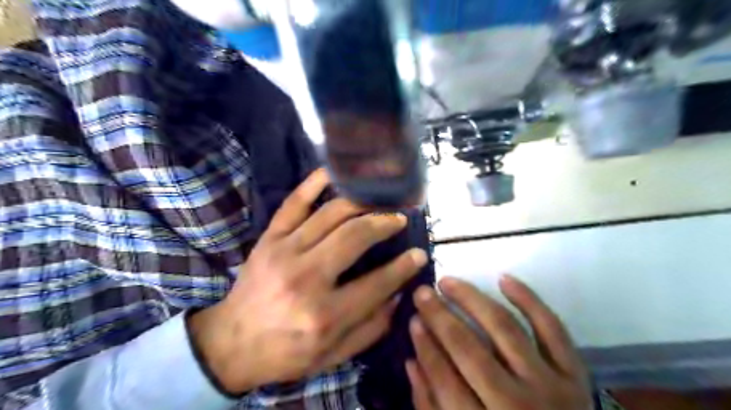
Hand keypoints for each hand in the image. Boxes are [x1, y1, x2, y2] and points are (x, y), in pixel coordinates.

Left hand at [188, 168, 429, 392]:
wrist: (231, 343)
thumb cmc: (287, 352)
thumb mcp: (334, 356)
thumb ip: (372, 328)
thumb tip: (399, 294)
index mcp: (325, 314)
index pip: (378, 283)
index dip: (404, 267)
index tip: (420, 254)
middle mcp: (306, 278)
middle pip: (355, 237)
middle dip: (384, 223)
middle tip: (399, 219)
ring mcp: (284, 251)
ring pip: (331, 214)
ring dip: (361, 203)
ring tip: (378, 201)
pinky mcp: (269, 238)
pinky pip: (294, 202)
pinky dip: (315, 182)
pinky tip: (335, 172)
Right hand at [406, 276, 593, 409]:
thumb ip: (431, 407)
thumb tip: (412, 361)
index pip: (445, 380)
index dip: (425, 346)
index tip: (412, 319)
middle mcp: (519, 406)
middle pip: (471, 350)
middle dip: (441, 317)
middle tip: (422, 292)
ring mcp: (553, 387)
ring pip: (506, 329)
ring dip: (473, 299)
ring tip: (448, 282)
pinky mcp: (575, 373)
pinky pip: (551, 327)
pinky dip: (528, 299)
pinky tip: (503, 279)